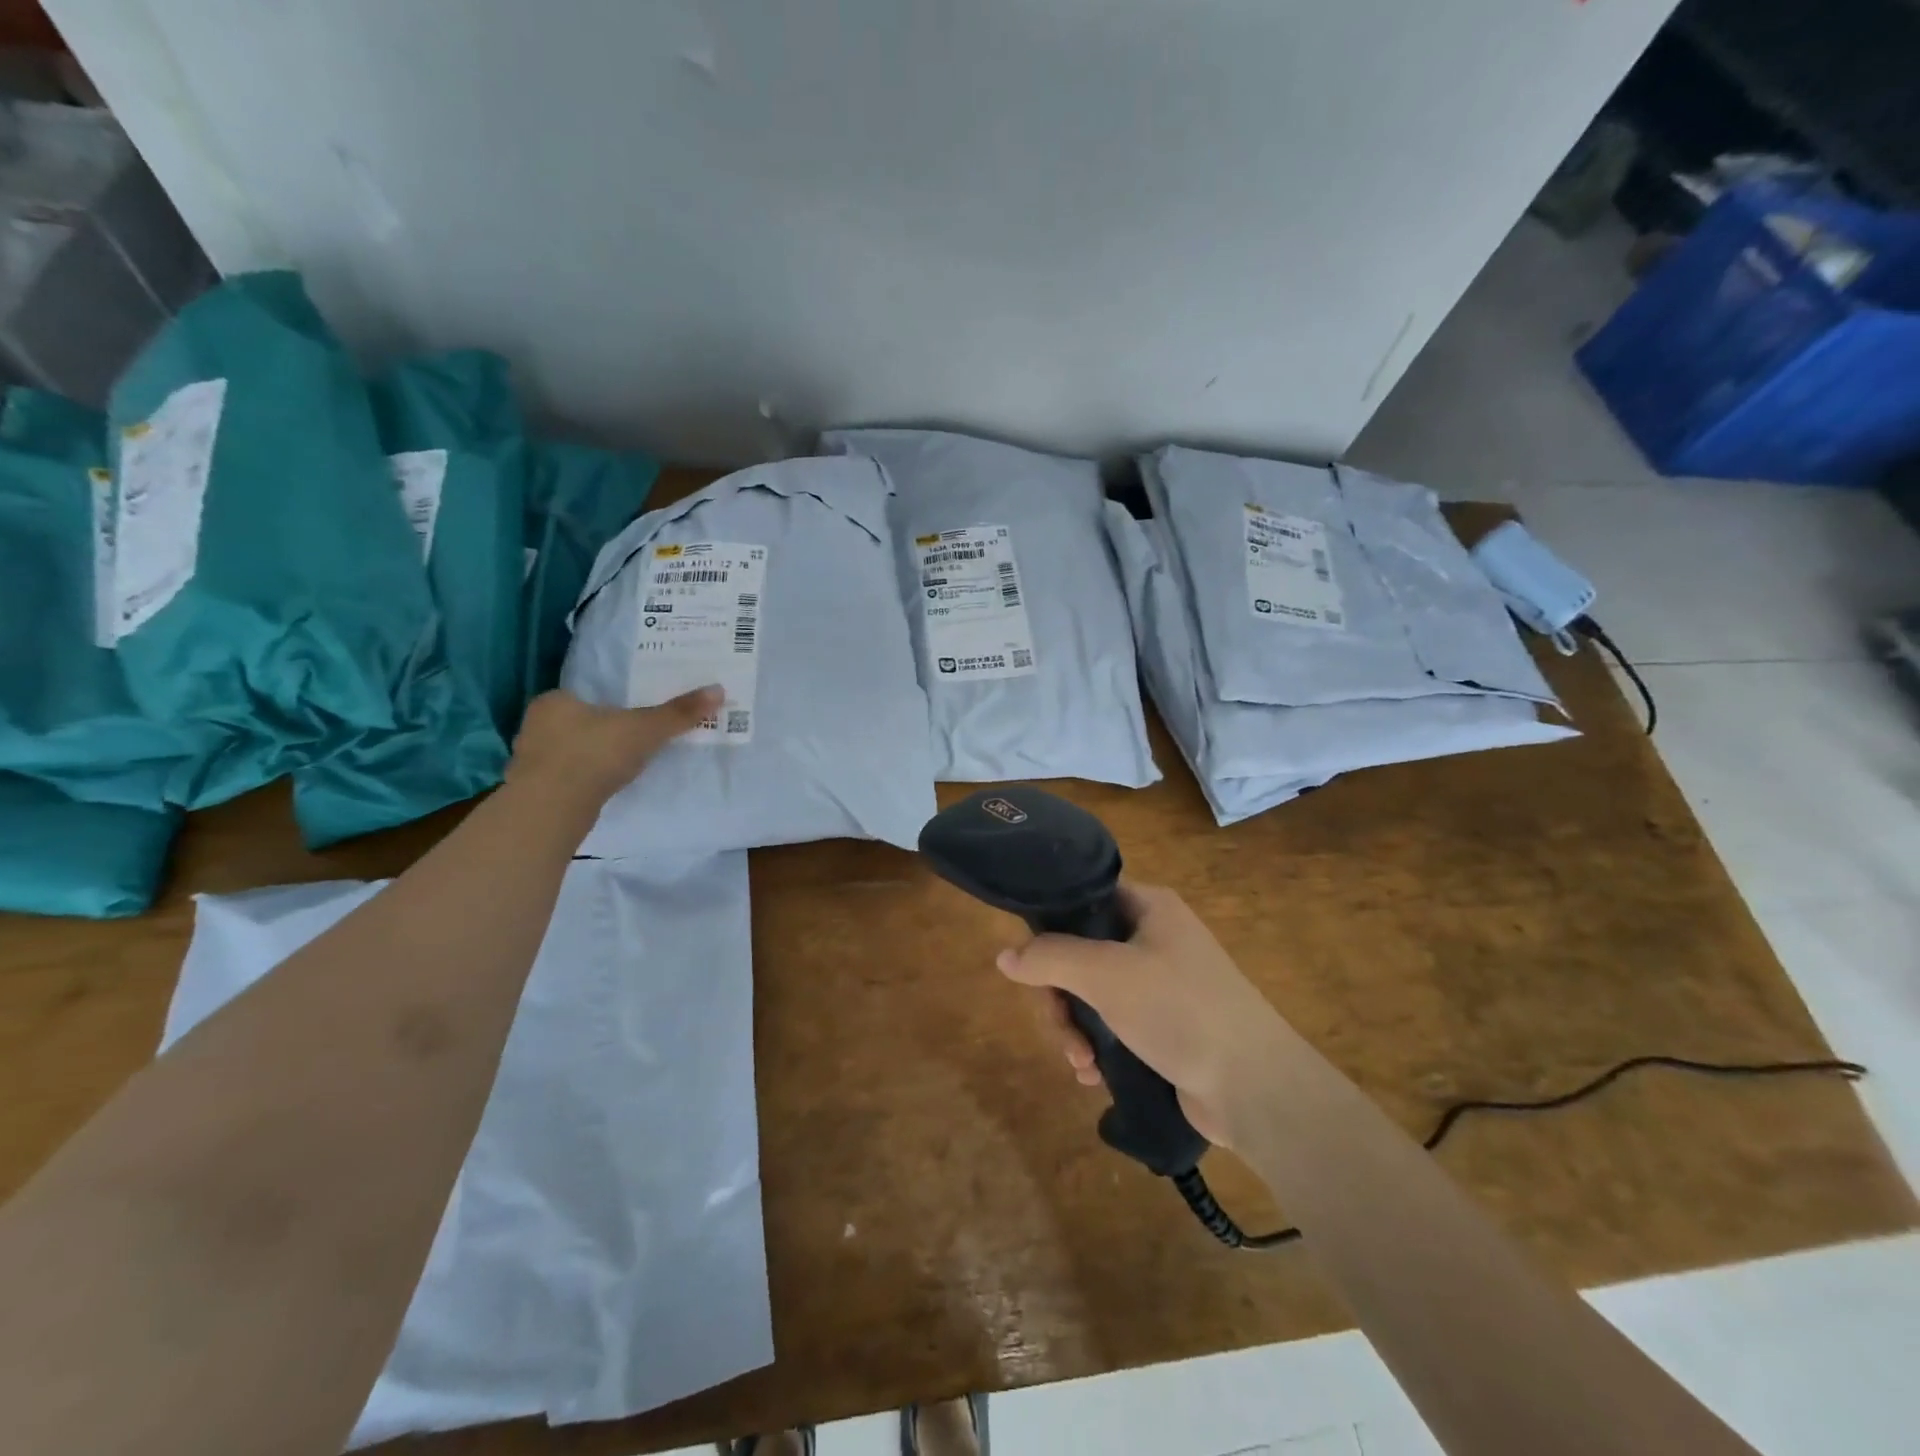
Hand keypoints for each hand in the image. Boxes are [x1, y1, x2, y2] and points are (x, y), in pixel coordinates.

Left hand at [506, 686, 720, 806]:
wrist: (553, 808)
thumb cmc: (595, 754)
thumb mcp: (646, 729)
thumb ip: (679, 712)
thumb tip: (718, 690)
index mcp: (554, 701)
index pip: (582, 696)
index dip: (607, 705)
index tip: (630, 716)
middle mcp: (535, 725)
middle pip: (575, 724)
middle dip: (600, 732)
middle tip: (631, 740)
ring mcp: (530, 760)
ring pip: (568, 752)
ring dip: (590, 759)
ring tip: (621, 765)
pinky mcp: (534, 791)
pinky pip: (565, 778)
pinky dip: (583, 781)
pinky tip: (603, 788)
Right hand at [997, 883, 1288, 1148]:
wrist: (1256, 1087)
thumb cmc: (1179, 1009)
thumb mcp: (1105, 974)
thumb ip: (1050, 958)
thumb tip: (1004, 956)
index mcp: (1149, 908)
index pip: (1085, 897)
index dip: (1051, 923)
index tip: (1030, 958)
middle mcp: (1155, 938)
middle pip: (1081, 953)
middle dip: (1061, 996)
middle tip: (1059, 1028)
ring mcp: (1161, 985)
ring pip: (1093, 995)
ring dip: (1076, 1029)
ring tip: (1081, 1064)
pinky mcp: (1164, 1027)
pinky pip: (1113, 1026)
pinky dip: (1098, 1047)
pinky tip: (1095, 1076)